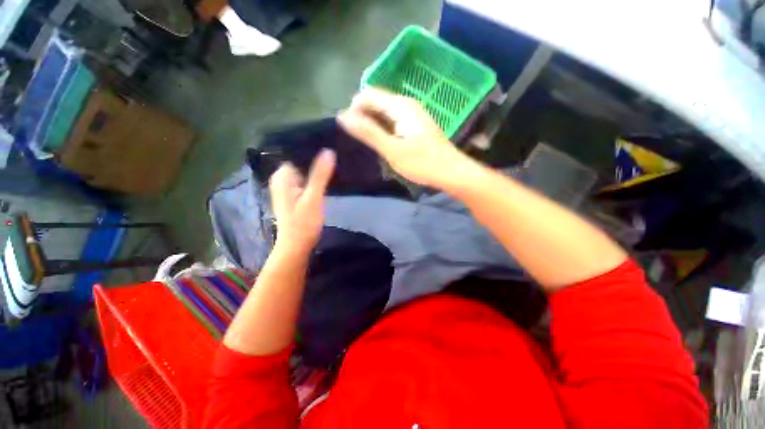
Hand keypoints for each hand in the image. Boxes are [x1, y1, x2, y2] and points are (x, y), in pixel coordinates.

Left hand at [269, 149, 335, 254]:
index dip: (312, 151)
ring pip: (304, 172)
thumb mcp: (313, 197)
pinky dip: (314, 180)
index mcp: (282, 177)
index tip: (329, 148)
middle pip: (300, 163)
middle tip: (334, 158)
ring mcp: (287, 188)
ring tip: (333, 166)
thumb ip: (320, 175)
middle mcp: (282, 179)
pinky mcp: (294, 196)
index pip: (296, 154)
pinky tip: (326, 180)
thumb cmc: (303, 223)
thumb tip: (328, 151)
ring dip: (316, 171)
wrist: (297, 245)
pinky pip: (305, 181)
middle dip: (315, 161)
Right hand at [337, 88, 473, 189]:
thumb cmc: (422, 163)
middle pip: (377, 101)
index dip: (354, 109)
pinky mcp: (417, 125)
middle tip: (359, 139)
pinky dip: (385, 127)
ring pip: (386, 111)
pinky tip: (384, 141)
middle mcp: (407, 104)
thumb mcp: (392, 149)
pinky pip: (394, 119)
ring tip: (369, 142)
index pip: (368, 95)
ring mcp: (414, 114)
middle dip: (364, 116)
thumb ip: (369, 132)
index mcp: (400, 105)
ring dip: (374, 123)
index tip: (349, 129)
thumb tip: (343, 116)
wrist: (452, 172)